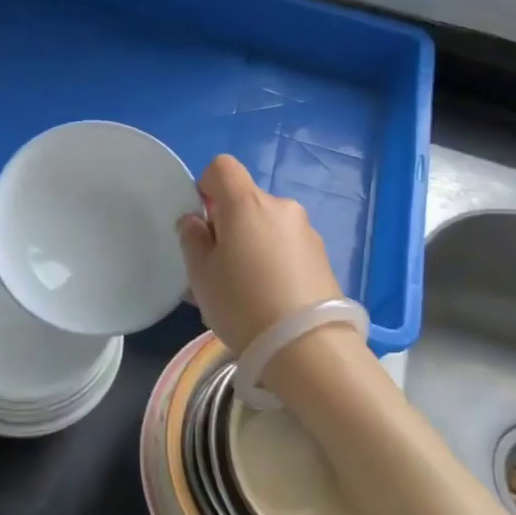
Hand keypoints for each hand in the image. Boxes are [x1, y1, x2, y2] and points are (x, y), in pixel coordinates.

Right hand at [178, 155, 343, 352]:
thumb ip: (192, 239)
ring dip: (252, 246)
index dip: (206, 187)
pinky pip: (286, 248)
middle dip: (229, 225)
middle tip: (218, 269)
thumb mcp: (201, 275)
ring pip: (266, 227)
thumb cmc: (243, 304)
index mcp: (247, 203)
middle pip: (245, 201)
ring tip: (245, 292)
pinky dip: (273, 262)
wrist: (308, 348)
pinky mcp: (323, 257)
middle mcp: (281, 207)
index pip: (222, 167)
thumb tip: (196, 221)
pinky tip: (269, 300)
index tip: (202, 224)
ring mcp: (306, 232)